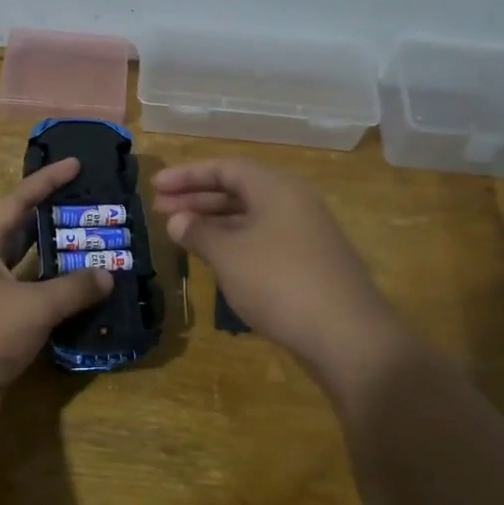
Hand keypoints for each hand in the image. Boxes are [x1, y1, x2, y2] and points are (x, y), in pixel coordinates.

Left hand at [0, 157, 112, 409]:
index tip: (75, 164)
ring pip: (29, 273)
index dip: (46, 182)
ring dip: (59, 266)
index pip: (17, 202)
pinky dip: (55, 302)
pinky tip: (84, 302)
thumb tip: (106, 275)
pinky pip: (31, 307)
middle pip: (22, 235)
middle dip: (54, 222)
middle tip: (91, 212)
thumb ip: (72, 288)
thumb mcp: (31, 305)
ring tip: (96, 253)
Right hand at [153, 158, 414, 398]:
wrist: (347, 336)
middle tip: (160, 210)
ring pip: (251, 217)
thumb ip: (199, 233)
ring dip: (214, 222)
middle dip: (197, 198)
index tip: (156, 187)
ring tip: (181, 234)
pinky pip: (263, 240)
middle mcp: (294, 203)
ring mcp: (306, 234)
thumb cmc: (280, 283)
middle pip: (238, 190)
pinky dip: (235, 243)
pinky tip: (216, 259)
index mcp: (277, 189)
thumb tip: (177, 220)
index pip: (226, 168)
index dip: (188, 175)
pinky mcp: (310, 264)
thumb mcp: (229, 255)